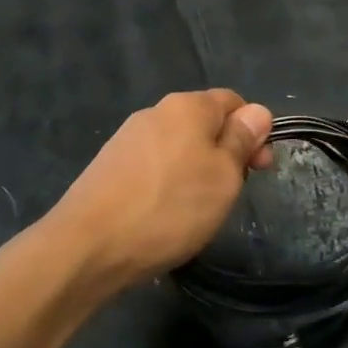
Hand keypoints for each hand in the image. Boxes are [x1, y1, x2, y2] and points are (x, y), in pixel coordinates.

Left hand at [50, 89, 273, 292]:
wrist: (88, 246)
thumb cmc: (170, 208)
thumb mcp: (224, 176)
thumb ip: (242, 140)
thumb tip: (257, 111)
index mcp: (187, 106)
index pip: (233, 101)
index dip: (254, 130)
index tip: (260, 168)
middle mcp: (155, 112)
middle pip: (204, 123)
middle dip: (225, 153)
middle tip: (232, 193)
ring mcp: (127, 138)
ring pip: (178, 146)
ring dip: (196, 170)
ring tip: (198, 209)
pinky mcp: (108, 165)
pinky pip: (153, 165)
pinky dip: (168, 184)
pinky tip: (164, 214)